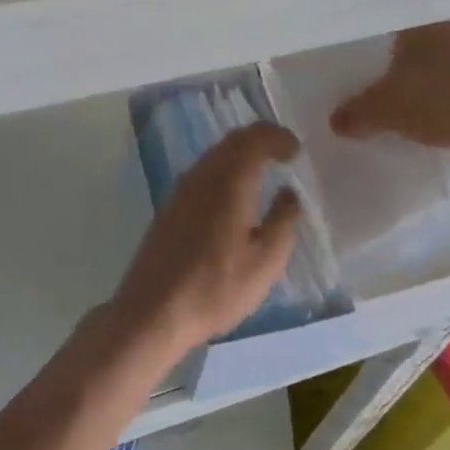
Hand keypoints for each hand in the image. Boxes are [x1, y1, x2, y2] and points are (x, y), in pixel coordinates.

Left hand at [111, 122, 301, 353]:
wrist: (153, 311)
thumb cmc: (216, 287)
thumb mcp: (265, 262)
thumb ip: (283, 222)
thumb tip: (289, 193)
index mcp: (229, 181)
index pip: (254, 138)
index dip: (277, 137)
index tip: (296, 150)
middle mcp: (201, 175)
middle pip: (232, 141)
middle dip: (260, 140)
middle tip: (283, 153)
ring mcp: (180, 190)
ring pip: (214, 156)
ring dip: (240, 155)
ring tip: (263, 171)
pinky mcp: (169, 207)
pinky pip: (202, 173)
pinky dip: (224, 171)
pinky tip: (234, 196)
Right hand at [331, 20, 449, 157]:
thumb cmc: (439, 104)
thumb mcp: (385, 112)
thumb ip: (357, 114)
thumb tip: (334, 120)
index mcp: (422, 25)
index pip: (396, 26)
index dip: (385, 46)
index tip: (380, 65)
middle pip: (429, 41)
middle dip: (416, 63)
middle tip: (402, 87)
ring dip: (448, 77)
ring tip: (434, 104)